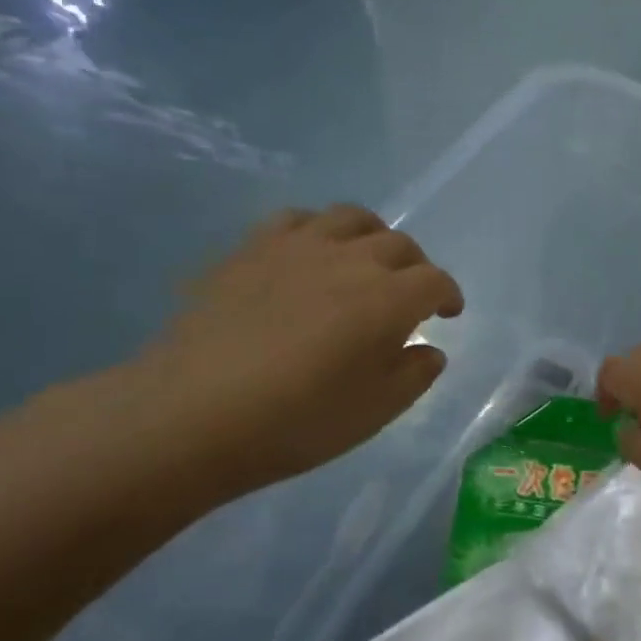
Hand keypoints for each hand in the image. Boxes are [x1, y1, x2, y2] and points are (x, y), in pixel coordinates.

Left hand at [120, 206, 463, 501]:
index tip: (448, 314)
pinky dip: (319, 230)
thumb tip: (430, 349)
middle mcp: (351, 260)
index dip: (448, 295)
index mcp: (389, 299)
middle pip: (400, 245)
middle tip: (410, 295)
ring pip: (352, 219)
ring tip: (367, 262)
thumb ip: (414, 375)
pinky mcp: (252, 249)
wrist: (192, 415)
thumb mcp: (375, 411)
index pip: (435, 281)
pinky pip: (297, 219)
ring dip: (373, 237)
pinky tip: (311, 255)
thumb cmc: (297, 421)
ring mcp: (298, 248)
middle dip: (416, 267)